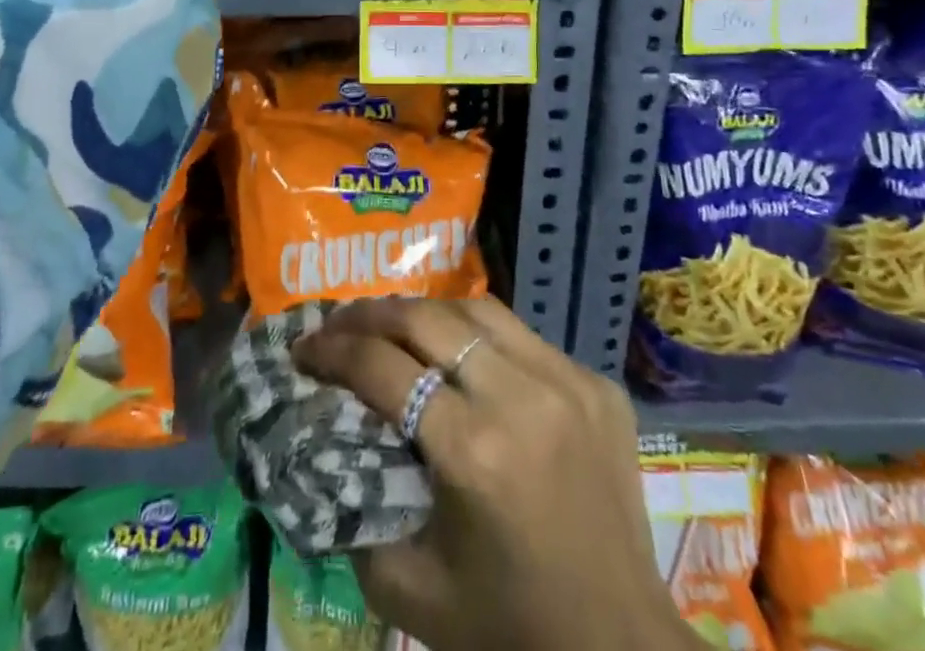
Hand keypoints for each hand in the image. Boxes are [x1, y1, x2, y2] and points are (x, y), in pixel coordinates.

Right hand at [293, 297, 697, 650]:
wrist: (623, 650)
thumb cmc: (511, 627)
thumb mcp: (411, 589)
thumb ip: (354, 514)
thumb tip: (317, 445)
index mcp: (474, 452)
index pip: (383, 369)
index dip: (332, 351)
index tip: (302, 348)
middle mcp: (521, 398)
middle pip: (426, 319)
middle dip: (369, 314)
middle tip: (338, 324)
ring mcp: (567, 381)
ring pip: (475, 308)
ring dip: (424, 312)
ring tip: (393, 326)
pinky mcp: (597, 383)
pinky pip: (522, 335)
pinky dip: (479, 336)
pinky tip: (462, 355)